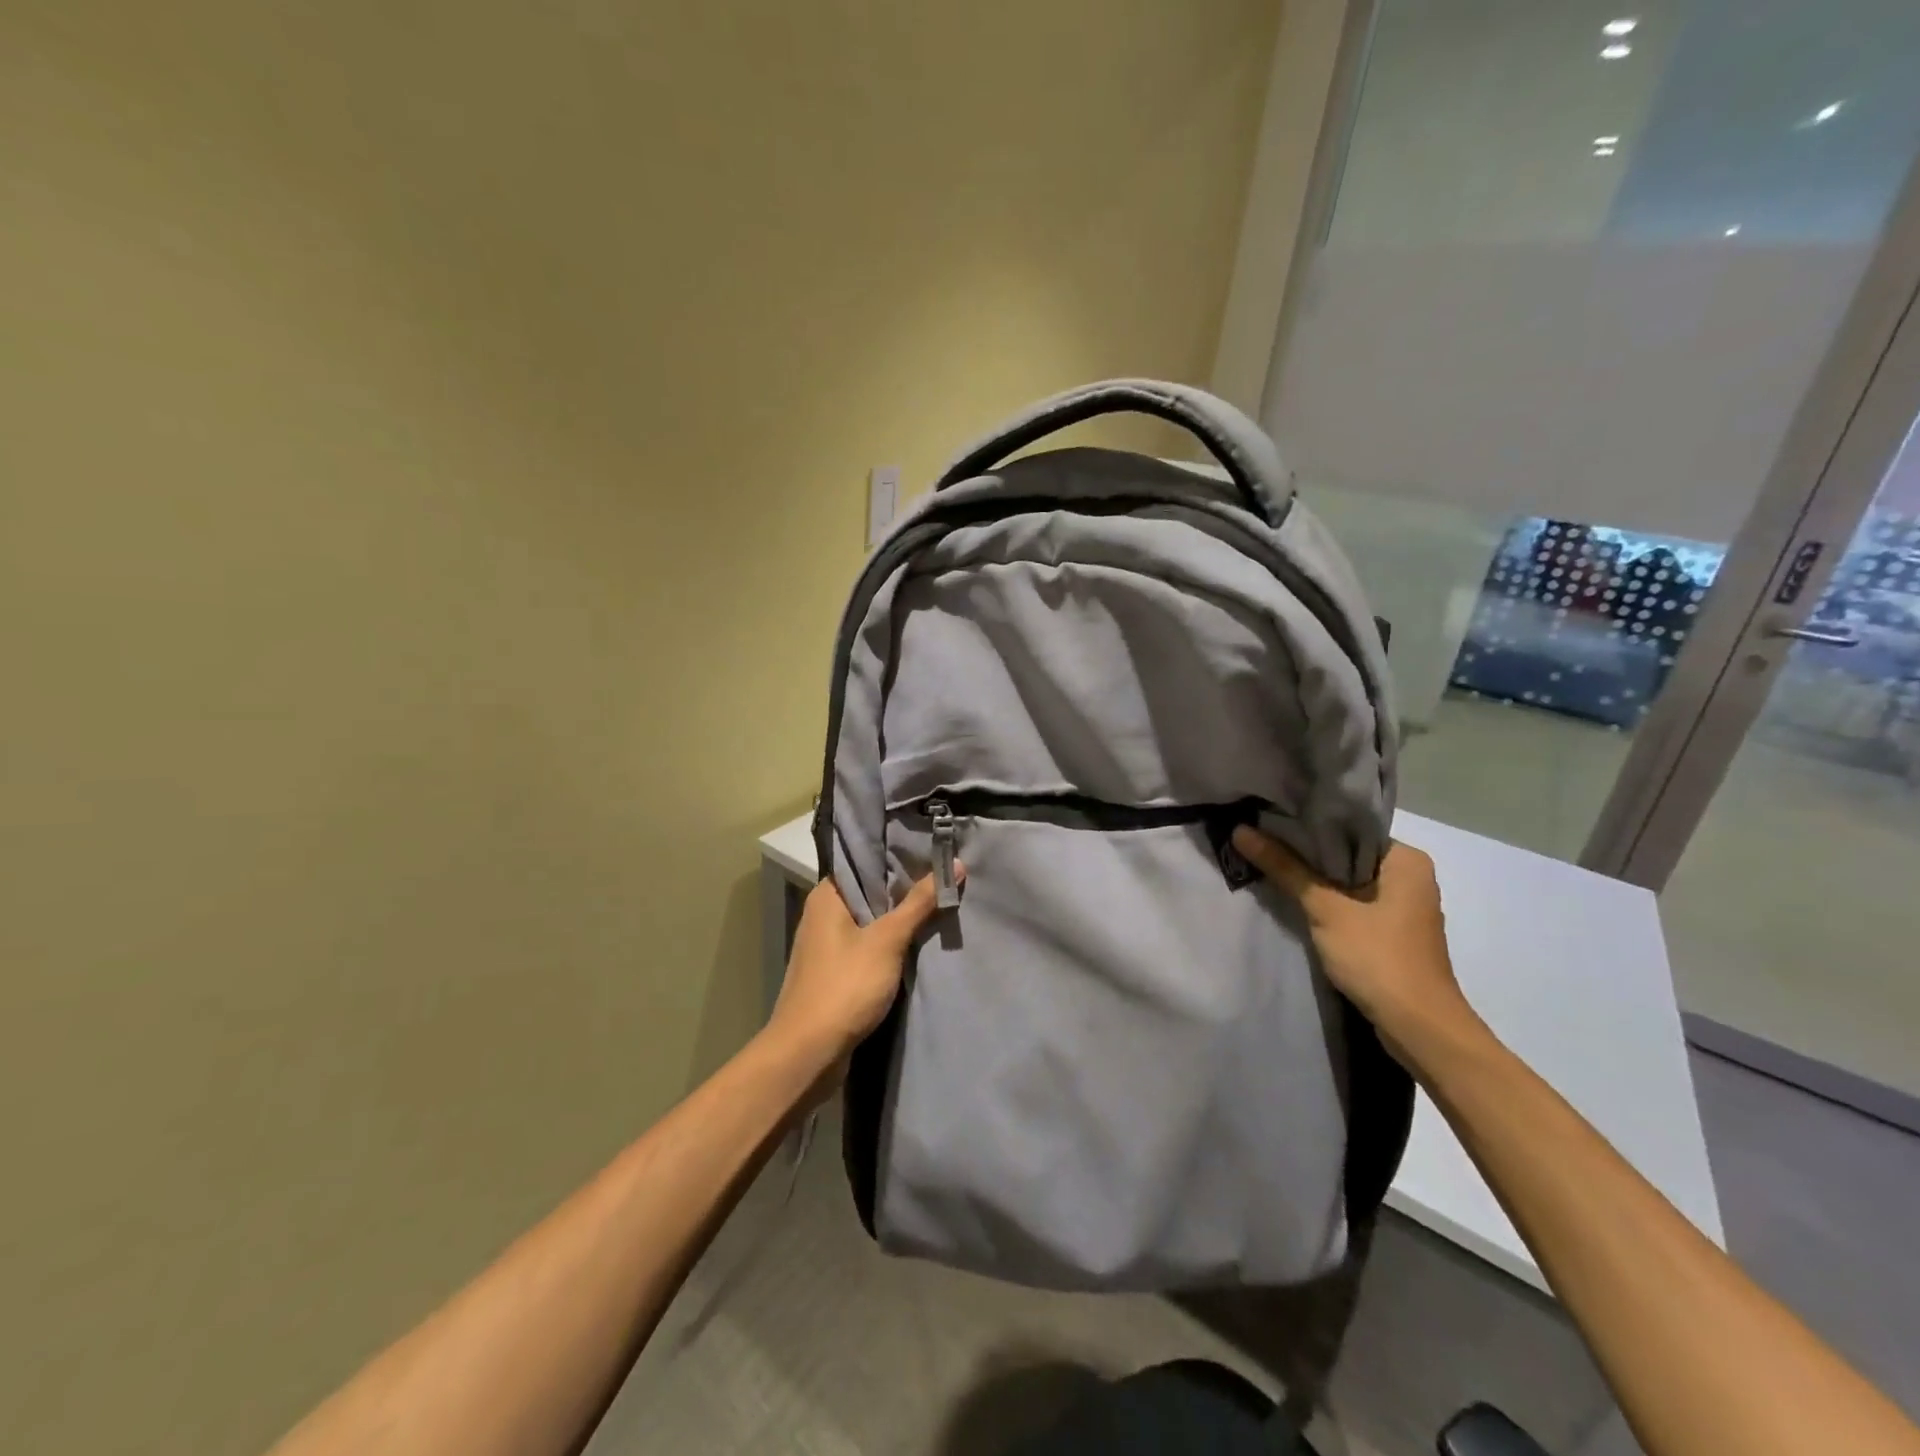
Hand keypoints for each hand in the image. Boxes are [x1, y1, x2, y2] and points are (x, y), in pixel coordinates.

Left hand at [765, 870, 956, 1072]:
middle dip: (904, 887)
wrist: (808, 1053)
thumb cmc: (845, 986)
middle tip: (945, 874)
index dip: (897, 855)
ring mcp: (826, 946)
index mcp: (826, 896)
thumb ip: (919, 903)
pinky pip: (867, 946)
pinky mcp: (834, 973)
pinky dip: (889, 944)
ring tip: (938, 903)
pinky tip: (917, 942)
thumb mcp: (887, 940)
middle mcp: (822, 914)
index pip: (864, 861)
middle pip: (869, 891)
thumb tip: (955, 864)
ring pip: (869, 921)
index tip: (932, 849)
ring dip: (898, 918)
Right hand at [1231, 829, 1475, 1053]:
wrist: (1419, 1028)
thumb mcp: (1325, 909)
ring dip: (1314, 878)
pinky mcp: (1392, 932)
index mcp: (1406, 859)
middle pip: (1346, 853)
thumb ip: (1285, 868)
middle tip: (1260, 838)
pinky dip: (1328, 901)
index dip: (1307, 824)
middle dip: (1306, 852)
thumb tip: (1241, 830)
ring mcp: (1403, 906)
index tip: (1268, 819)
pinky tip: (1295, 899)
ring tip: (1269, 863)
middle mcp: (1410, 876)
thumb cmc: (1379, 958)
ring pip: (1348, 880)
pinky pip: (1354, 903)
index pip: (1349, 826)